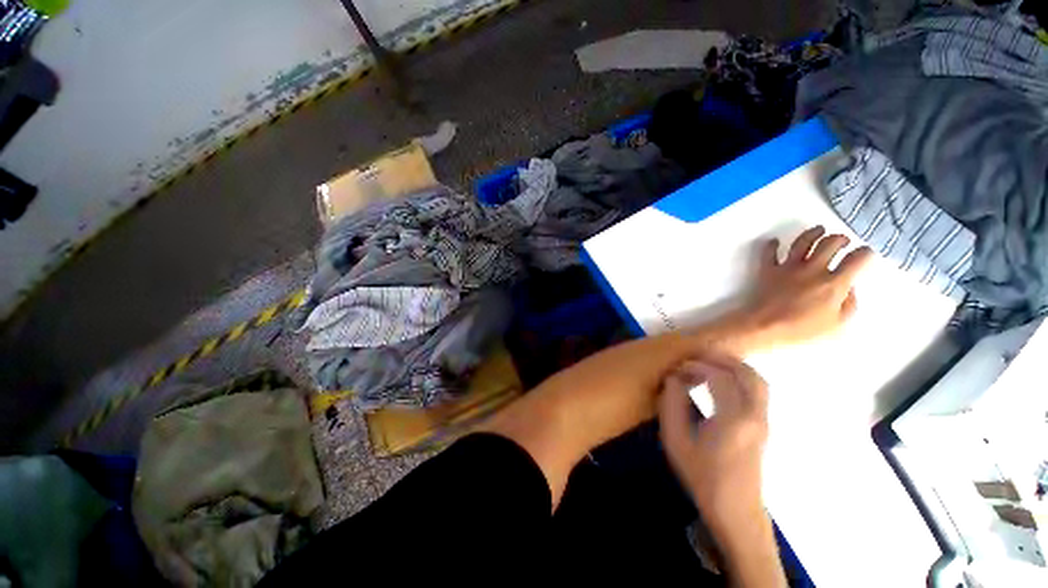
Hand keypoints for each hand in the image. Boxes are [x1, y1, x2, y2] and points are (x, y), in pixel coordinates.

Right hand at [659, 356, 768, 527]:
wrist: (735, 510)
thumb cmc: (703, 477)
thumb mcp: (676, 442)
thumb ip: (672, 405)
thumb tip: (674, 379)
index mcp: (733, 420)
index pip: (718, 377)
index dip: (696, 366)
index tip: (677, 369)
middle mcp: (755, 415)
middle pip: (746, 372)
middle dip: (719, 358)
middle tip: (695, 355)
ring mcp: (763, 420)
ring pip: (756, 379)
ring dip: (732, 365)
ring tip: (707, 362)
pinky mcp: (764, 424)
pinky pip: (757, 389)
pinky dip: (740, 375)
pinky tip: (721, 380)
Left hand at [736, 226, 873, 349]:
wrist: (764, 325)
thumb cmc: (801, 329)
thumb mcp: (837, 324)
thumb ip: (849, 304)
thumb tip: (848, 288)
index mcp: (833, 282)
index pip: (857, 259)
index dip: (866, 253)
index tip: (866, 253)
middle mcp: (812, 269)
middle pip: (830, 243)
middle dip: (840, 238)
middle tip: (843, 241)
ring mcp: (788, 267)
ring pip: (802, 242)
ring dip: (813, 233)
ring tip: (819, 230)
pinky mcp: (768, 269)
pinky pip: (768, 253)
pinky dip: (772, 245)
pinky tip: (775, 241)